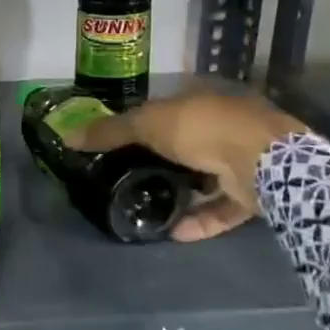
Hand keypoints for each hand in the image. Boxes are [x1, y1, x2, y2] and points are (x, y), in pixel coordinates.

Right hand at [67, 85, 305, 239]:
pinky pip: (222, 206)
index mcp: (203, 97)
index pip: (168, 106)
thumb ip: (110, 131)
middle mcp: (225, 124)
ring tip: (150, 207)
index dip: (144, 121)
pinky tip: (174, 232)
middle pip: (188, 142)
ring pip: (207, 176)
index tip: (120, 141)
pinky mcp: (254, 192)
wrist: (262, 162)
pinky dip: (200, 219)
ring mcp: (244, 158)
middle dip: (162, 159)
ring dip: (182, 192)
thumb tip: (66, 136)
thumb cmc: (202, 128)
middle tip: (129, 176)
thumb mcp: (147, 123)